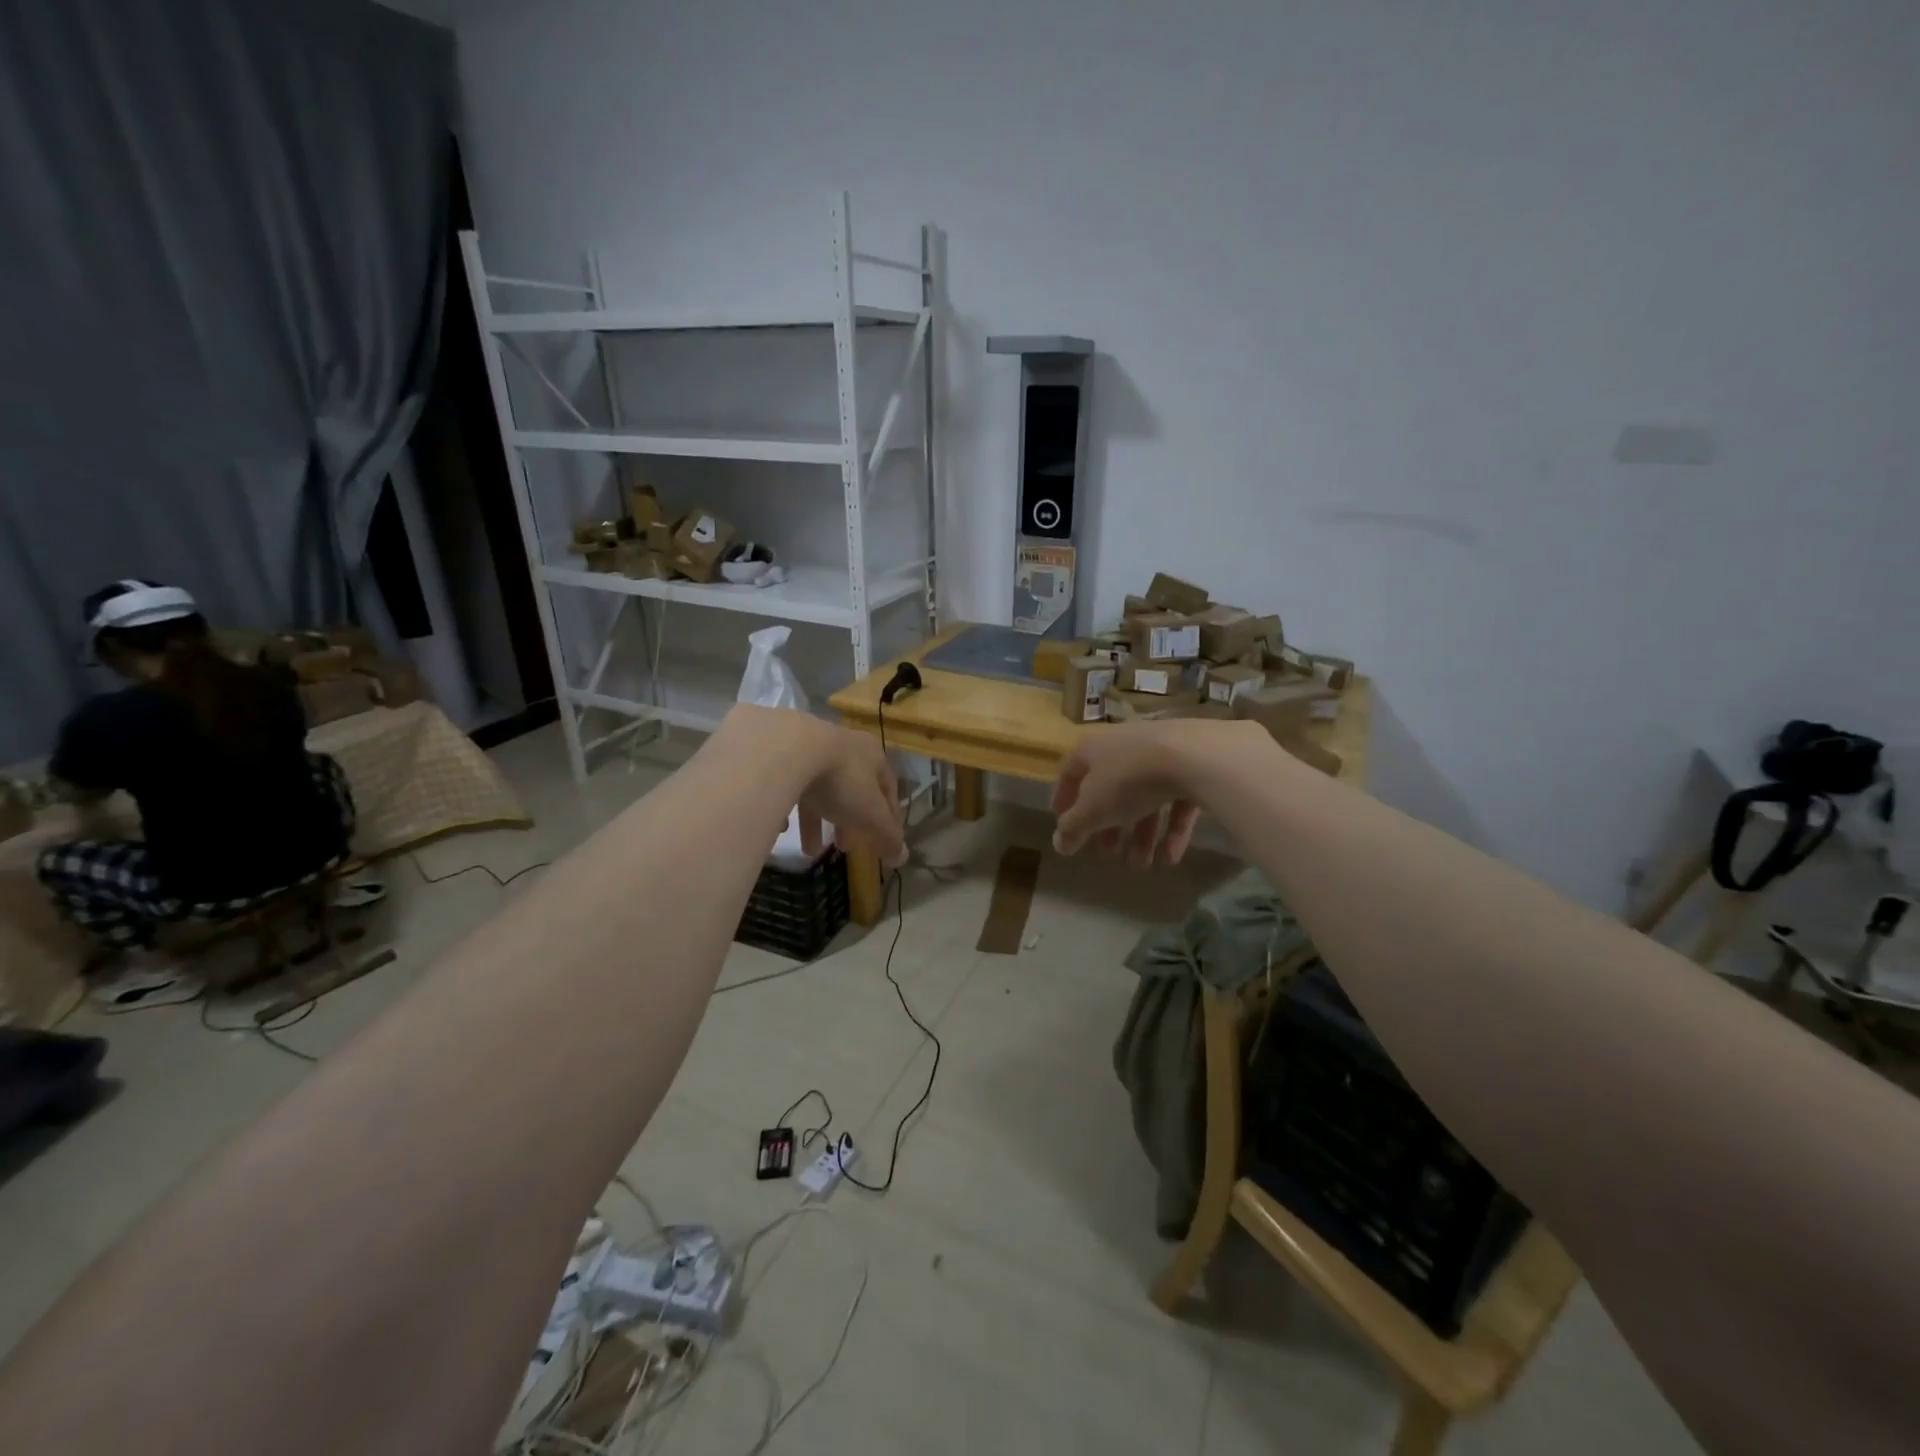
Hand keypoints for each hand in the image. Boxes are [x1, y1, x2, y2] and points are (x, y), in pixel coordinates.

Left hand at [720, 707, 905, 865]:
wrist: (785, 749)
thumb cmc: (840, 780)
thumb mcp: (870, 814)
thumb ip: (887, 836)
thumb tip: (903, 858)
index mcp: (871, 755)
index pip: (888, 786)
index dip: (888, 814)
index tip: (883, 838)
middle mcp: (842, 746)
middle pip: (851, 789)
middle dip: (849, 822)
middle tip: (844, 847)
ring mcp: (808, 746)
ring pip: (816, 789)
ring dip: (816, 821)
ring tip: (810, 851)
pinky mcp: (777, 752)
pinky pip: (785, 784)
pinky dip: (785, 806)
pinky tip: (780, 828)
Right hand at [1051, 720, 1258, 865]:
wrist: (1193, 756)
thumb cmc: (1129, 780)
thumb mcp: (1093, 809)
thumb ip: (1074, 828)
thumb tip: (1058, 844)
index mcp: (1092, 750)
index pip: (1070, 773)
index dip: (1065, 800)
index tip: (1065, 827)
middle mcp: (1123, 746)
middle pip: (1110, 790)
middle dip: (1109, 826)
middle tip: (1109, 853)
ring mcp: (1159, 753)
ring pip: (1144, 798)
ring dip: (1141, 834)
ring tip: (1143, 866)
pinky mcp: (1191, 765)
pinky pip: (1175, 800)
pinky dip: (1171, 828)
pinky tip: (1171, 856)